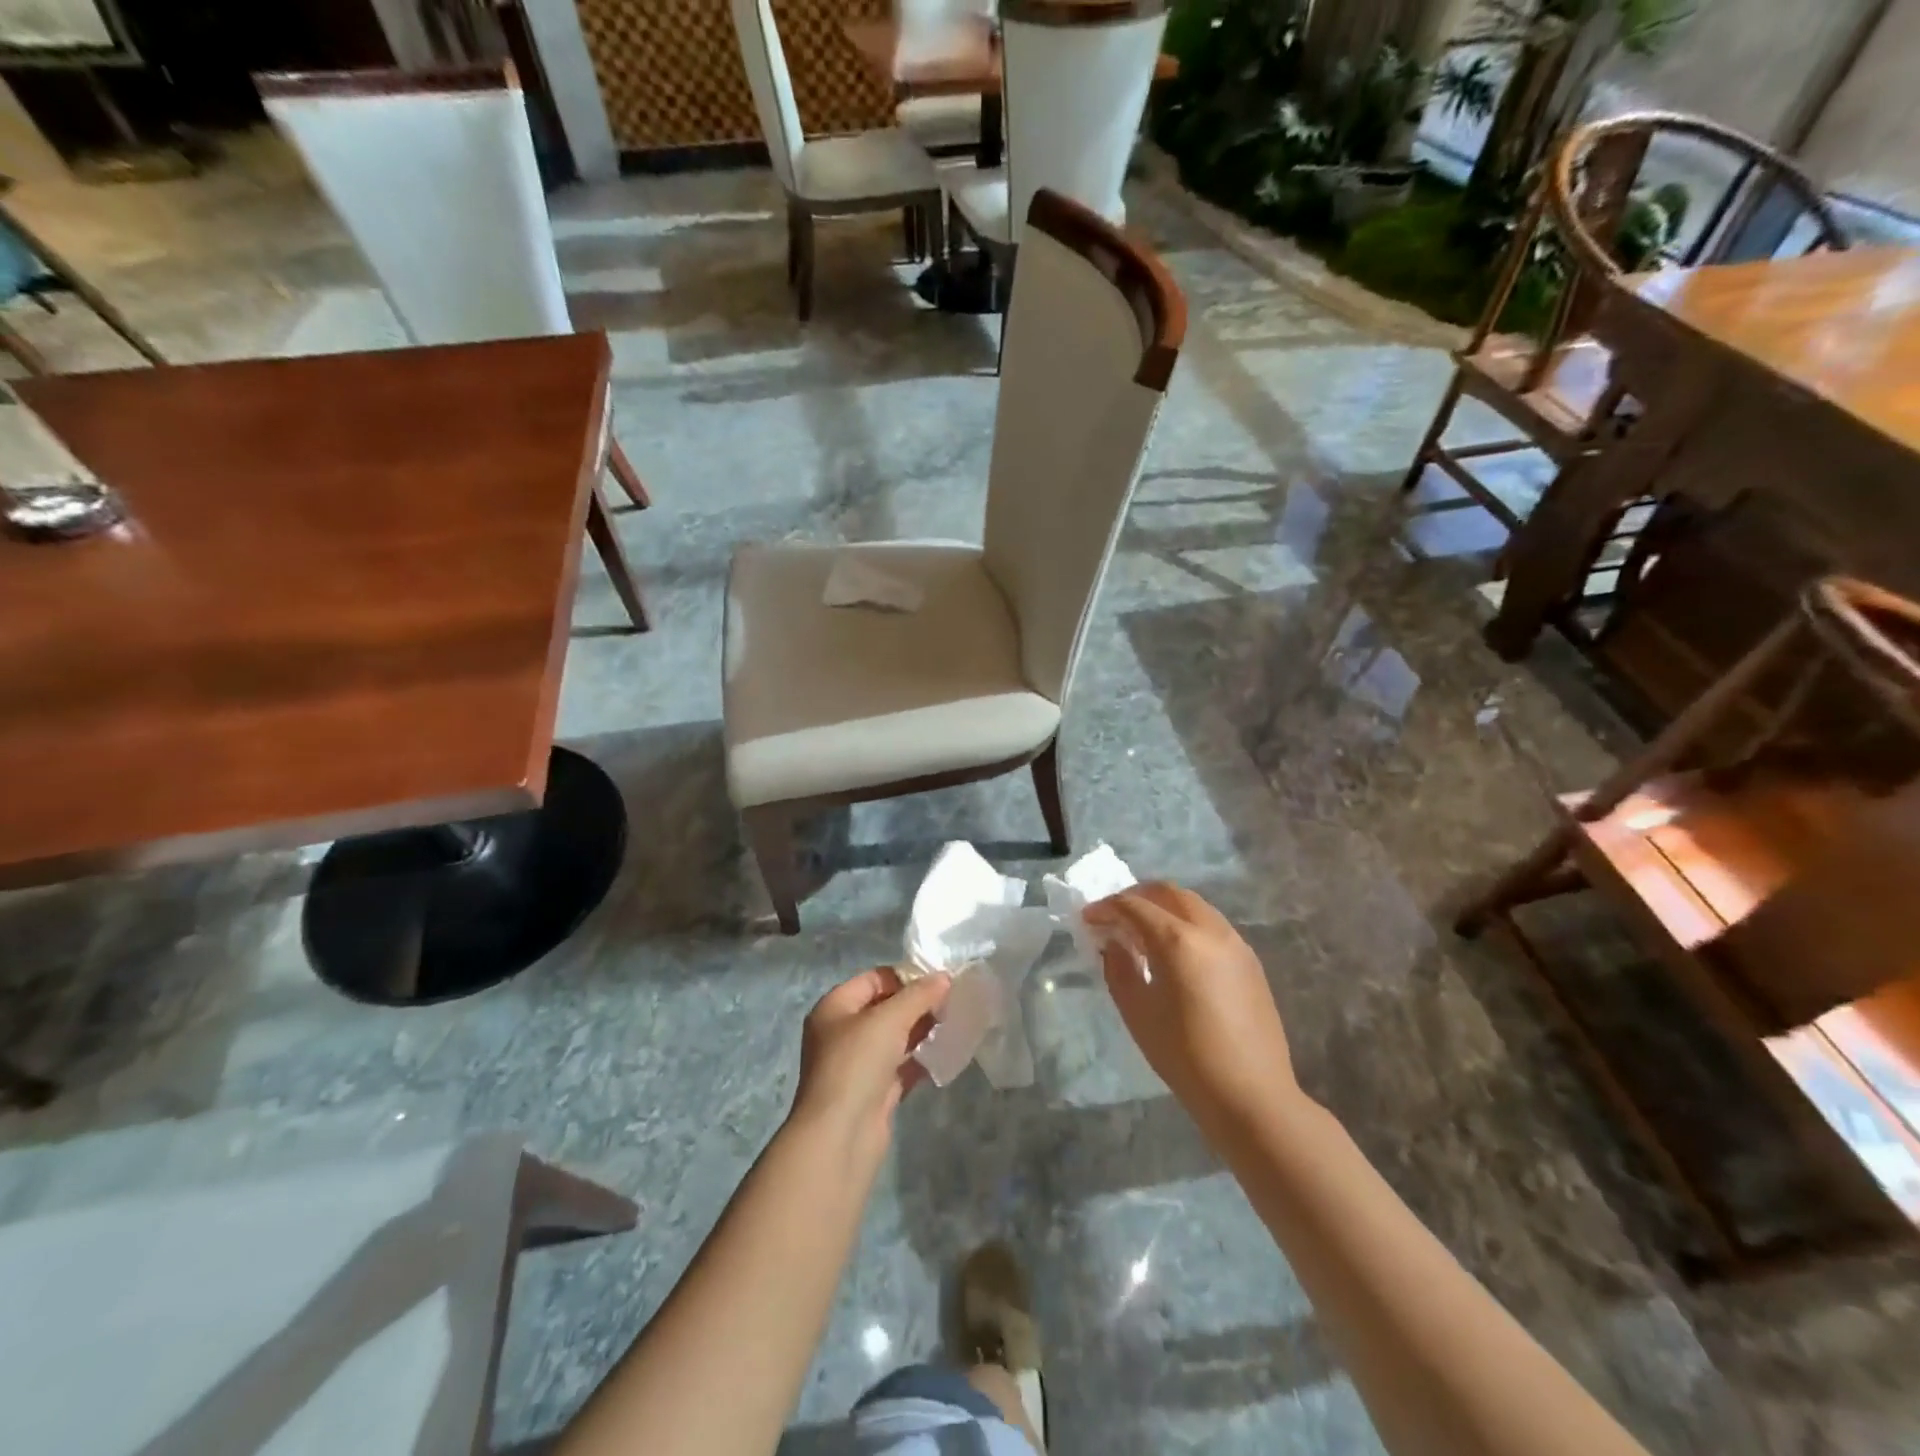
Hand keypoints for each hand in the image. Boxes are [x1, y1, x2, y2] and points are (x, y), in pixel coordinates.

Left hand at [790, 967, 950, 1162]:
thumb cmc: (856, 1064)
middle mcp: (842, 1032)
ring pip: (895, 1038)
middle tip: (952, 1002)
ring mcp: (858, 1064)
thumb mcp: (889, 1019)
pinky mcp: (873, 1092)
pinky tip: (946, 1053)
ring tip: (954, 1023)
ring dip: (922, 1031)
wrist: (840, 1136)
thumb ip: (919, 995)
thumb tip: (945, 977)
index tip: (940, 980)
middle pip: (885, 1008)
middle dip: (917, 1004)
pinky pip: (901, 1066)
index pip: (874, 979)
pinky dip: (921, 1059)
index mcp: (835, 1007)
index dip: (906, 976)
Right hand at [1084, 883, 1298, 1127]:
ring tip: (1143, 934)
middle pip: (1168, 892)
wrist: (1251, 1096)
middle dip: (1137, 897)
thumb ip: (1119, 968)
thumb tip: (1113, 942)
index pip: (1134, 906)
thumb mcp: (1137, 1012)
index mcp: (1178, 941)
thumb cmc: (1184, 1056)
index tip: (1087, 919)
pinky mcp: (1250, 961)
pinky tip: (1175, 953)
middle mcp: (1210, 930)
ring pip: (1194, 905)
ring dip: (1163, 908)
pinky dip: (1186, 924)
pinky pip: (1212, 925)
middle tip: (1114, 916)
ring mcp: (1235, 943)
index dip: (1106, 907)